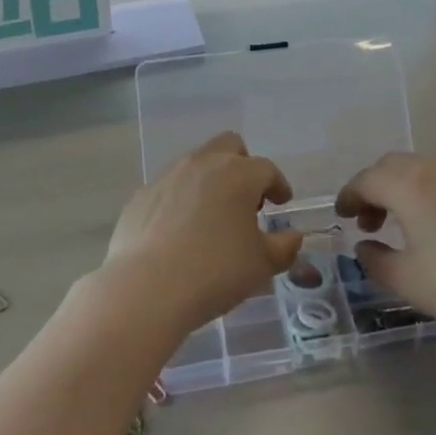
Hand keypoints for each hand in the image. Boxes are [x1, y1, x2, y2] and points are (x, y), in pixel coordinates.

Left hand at [103, 132, 304, 336]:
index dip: (278, 185)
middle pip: (229, 146)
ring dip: (210, 180)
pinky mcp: (142, 194)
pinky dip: (181, 200)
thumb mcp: (261, 265)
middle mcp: (204, 163)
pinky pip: (170, 187)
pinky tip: (180, 231)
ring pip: (197, 163)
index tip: (282, 202)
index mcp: (239, 174)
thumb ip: (284, 247)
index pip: (267, 169)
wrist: (147, 288)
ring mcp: (169, 175)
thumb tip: (293, 237)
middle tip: (246, 198)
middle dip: (243, 165)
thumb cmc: (215, 272)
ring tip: (212, 216)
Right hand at [335, 153, 435, 344]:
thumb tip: (364, 246)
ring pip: (429, 169)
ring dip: (410, 189)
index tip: (342, 215)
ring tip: (412, 224)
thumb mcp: (411, 283)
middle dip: (377, 188)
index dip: (349, 195)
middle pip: (396, 166)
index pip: (367, 179)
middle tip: (372, 222)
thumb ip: (377, 262)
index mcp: (411, 185)